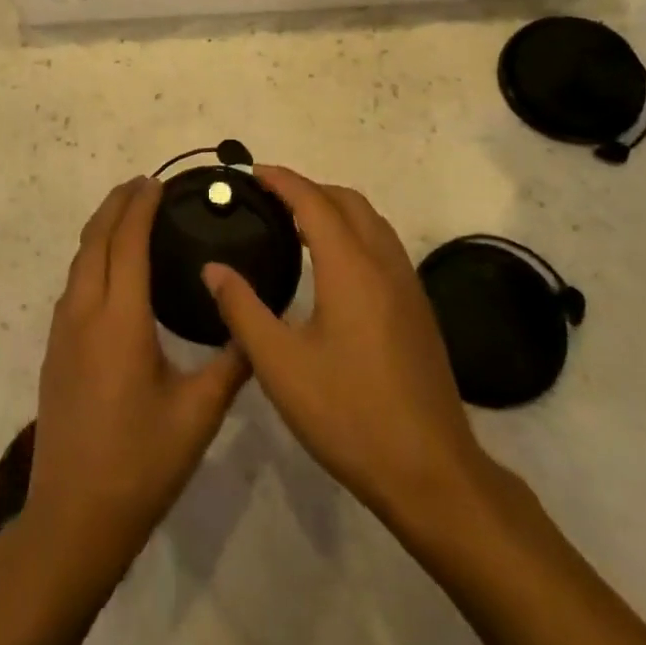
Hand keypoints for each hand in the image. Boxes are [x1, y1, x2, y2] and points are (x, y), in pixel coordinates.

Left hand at [24, 177, 248, 585]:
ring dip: (101, 229)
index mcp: (120, 320)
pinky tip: (109, 268)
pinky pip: (73, 283)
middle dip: (116, 205)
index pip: (127, 243)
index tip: (157, 183)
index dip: (140, 207)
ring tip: (127, 214)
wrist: (73, 518)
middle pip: (96, 240)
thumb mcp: (198, 415)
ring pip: (79, 260)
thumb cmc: (140, 464)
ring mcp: (63, 331)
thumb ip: (231, 365)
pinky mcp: (55, 350)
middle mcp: (85, 313)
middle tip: (143, 184)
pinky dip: (91, 256)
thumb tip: (256, 327)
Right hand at [204, 167, 500, 530]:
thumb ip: (242, 310)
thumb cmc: (350, 415)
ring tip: (296, 223)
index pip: (313, 202)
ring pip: (371, 221)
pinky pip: (383, 245)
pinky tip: (332, 265)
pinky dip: (353, 232)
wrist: (432, 473)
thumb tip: (213, 268)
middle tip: (268, 198)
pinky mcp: (418, 308)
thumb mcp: (281, 366)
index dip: (281, 180)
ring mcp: (408, 285)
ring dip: (334, 208)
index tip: (251, 172)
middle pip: (347, 201)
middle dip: (307, 188)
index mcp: (351, 268)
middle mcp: (384, 264)